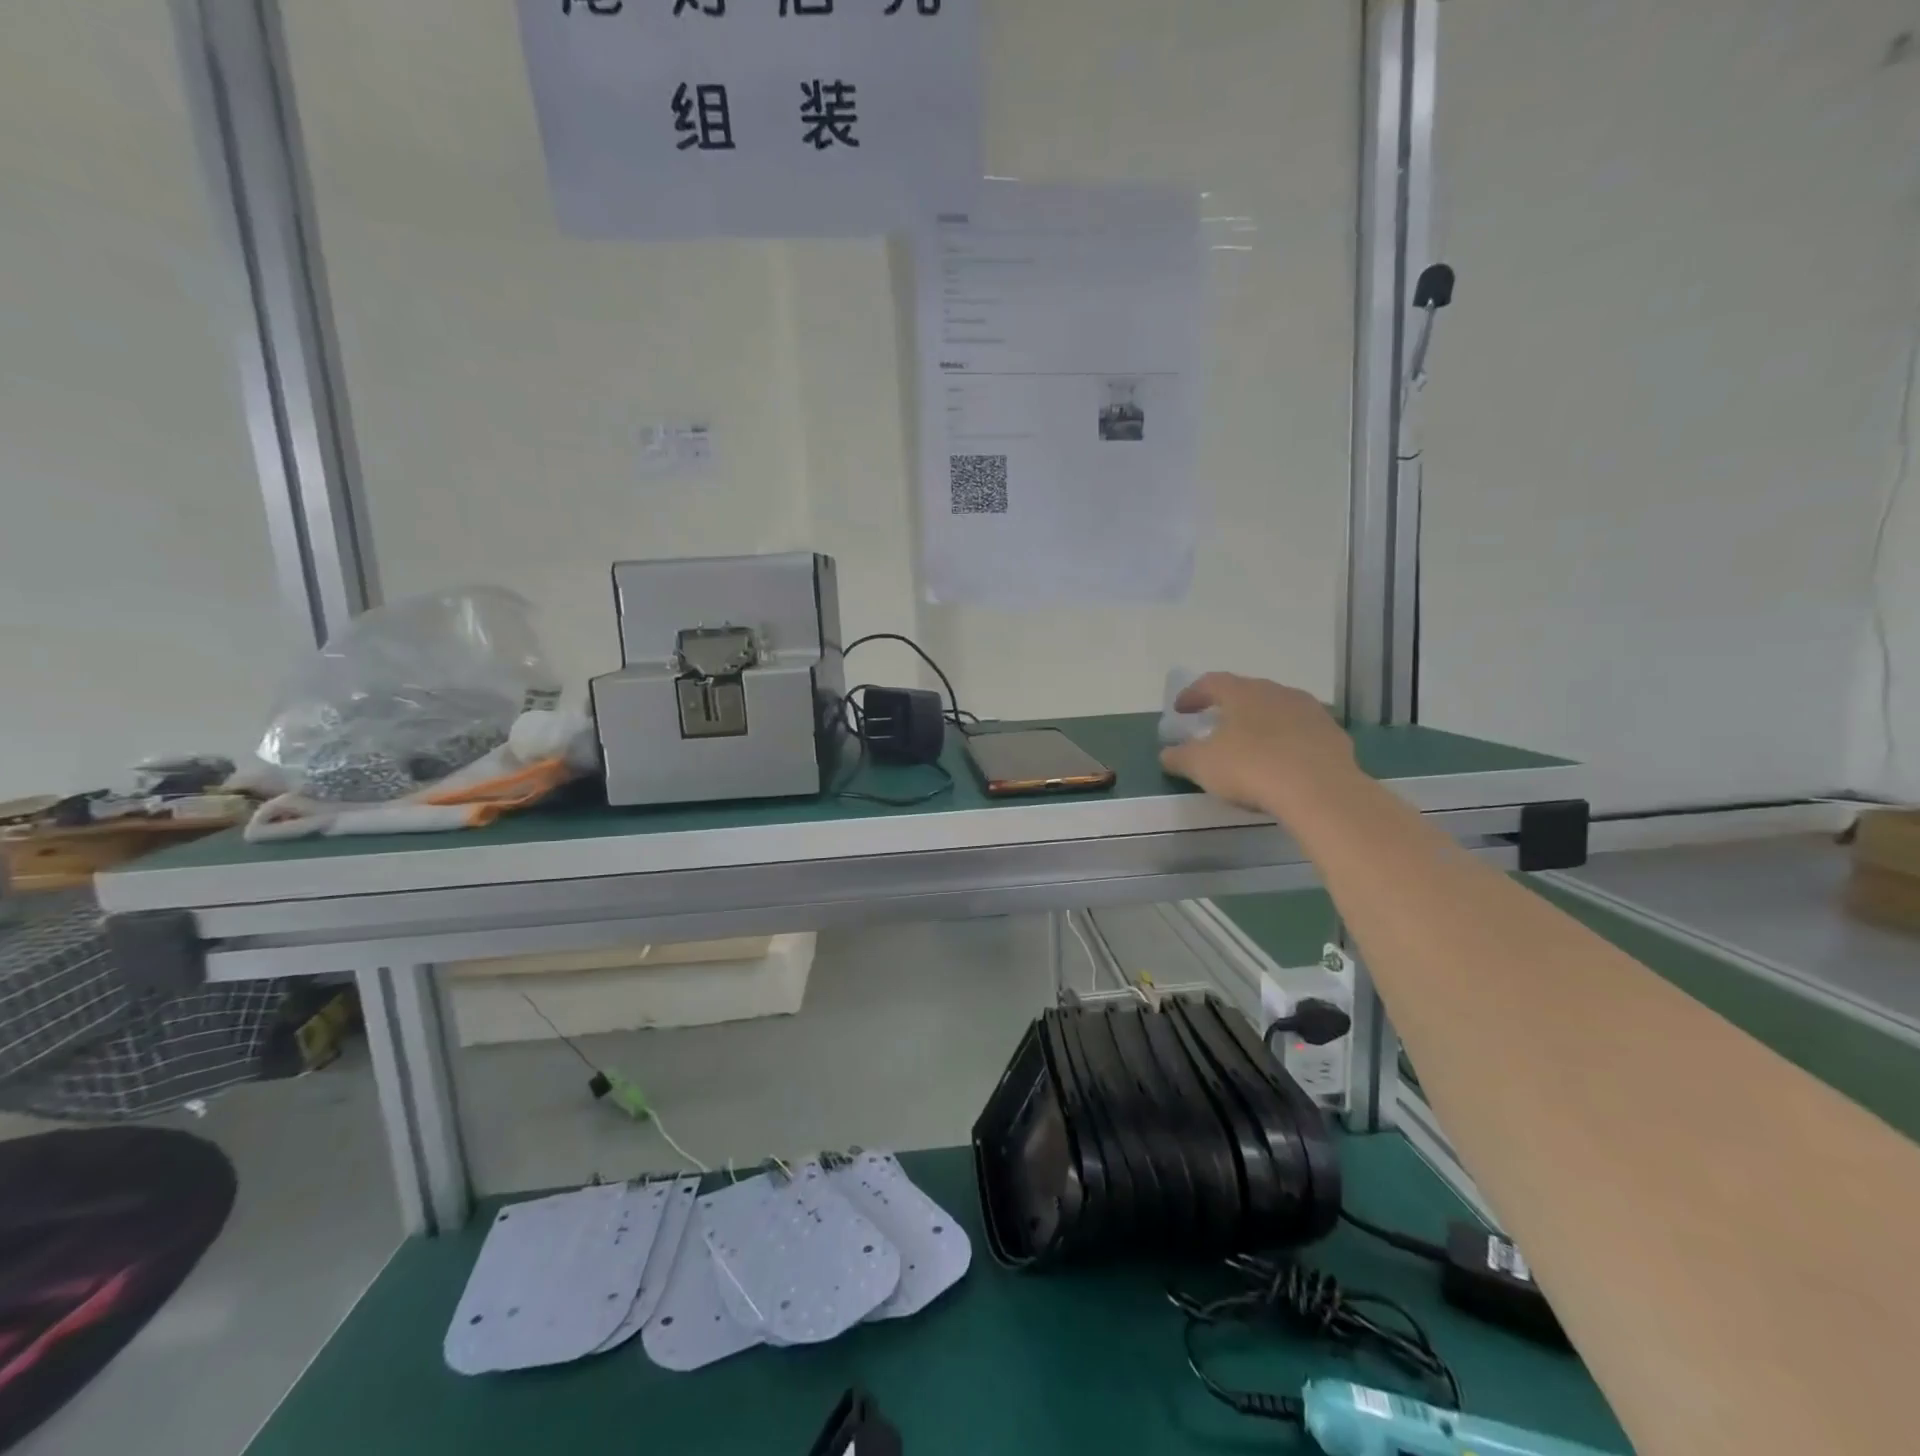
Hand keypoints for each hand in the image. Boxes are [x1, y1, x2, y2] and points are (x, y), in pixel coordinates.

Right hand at [1159, 673, 1357, 815]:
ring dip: (1261, 723)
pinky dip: (1287, 742)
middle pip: (1248, 692)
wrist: (1320, 790)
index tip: (1180, 710)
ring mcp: (1310, 712)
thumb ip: (1180, 757)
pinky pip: (1302, 733)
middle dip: (1229, 707)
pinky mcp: (1333, 736)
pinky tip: (1282, 763)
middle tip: (1216, 723)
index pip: (1212, 682)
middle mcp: (1277, 692)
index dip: (1193, 694)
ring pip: (1278, 710)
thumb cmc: (1251, 768)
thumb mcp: (1201, 765)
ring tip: (1250, 744)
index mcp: (1243, 692)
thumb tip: (1167, 753)